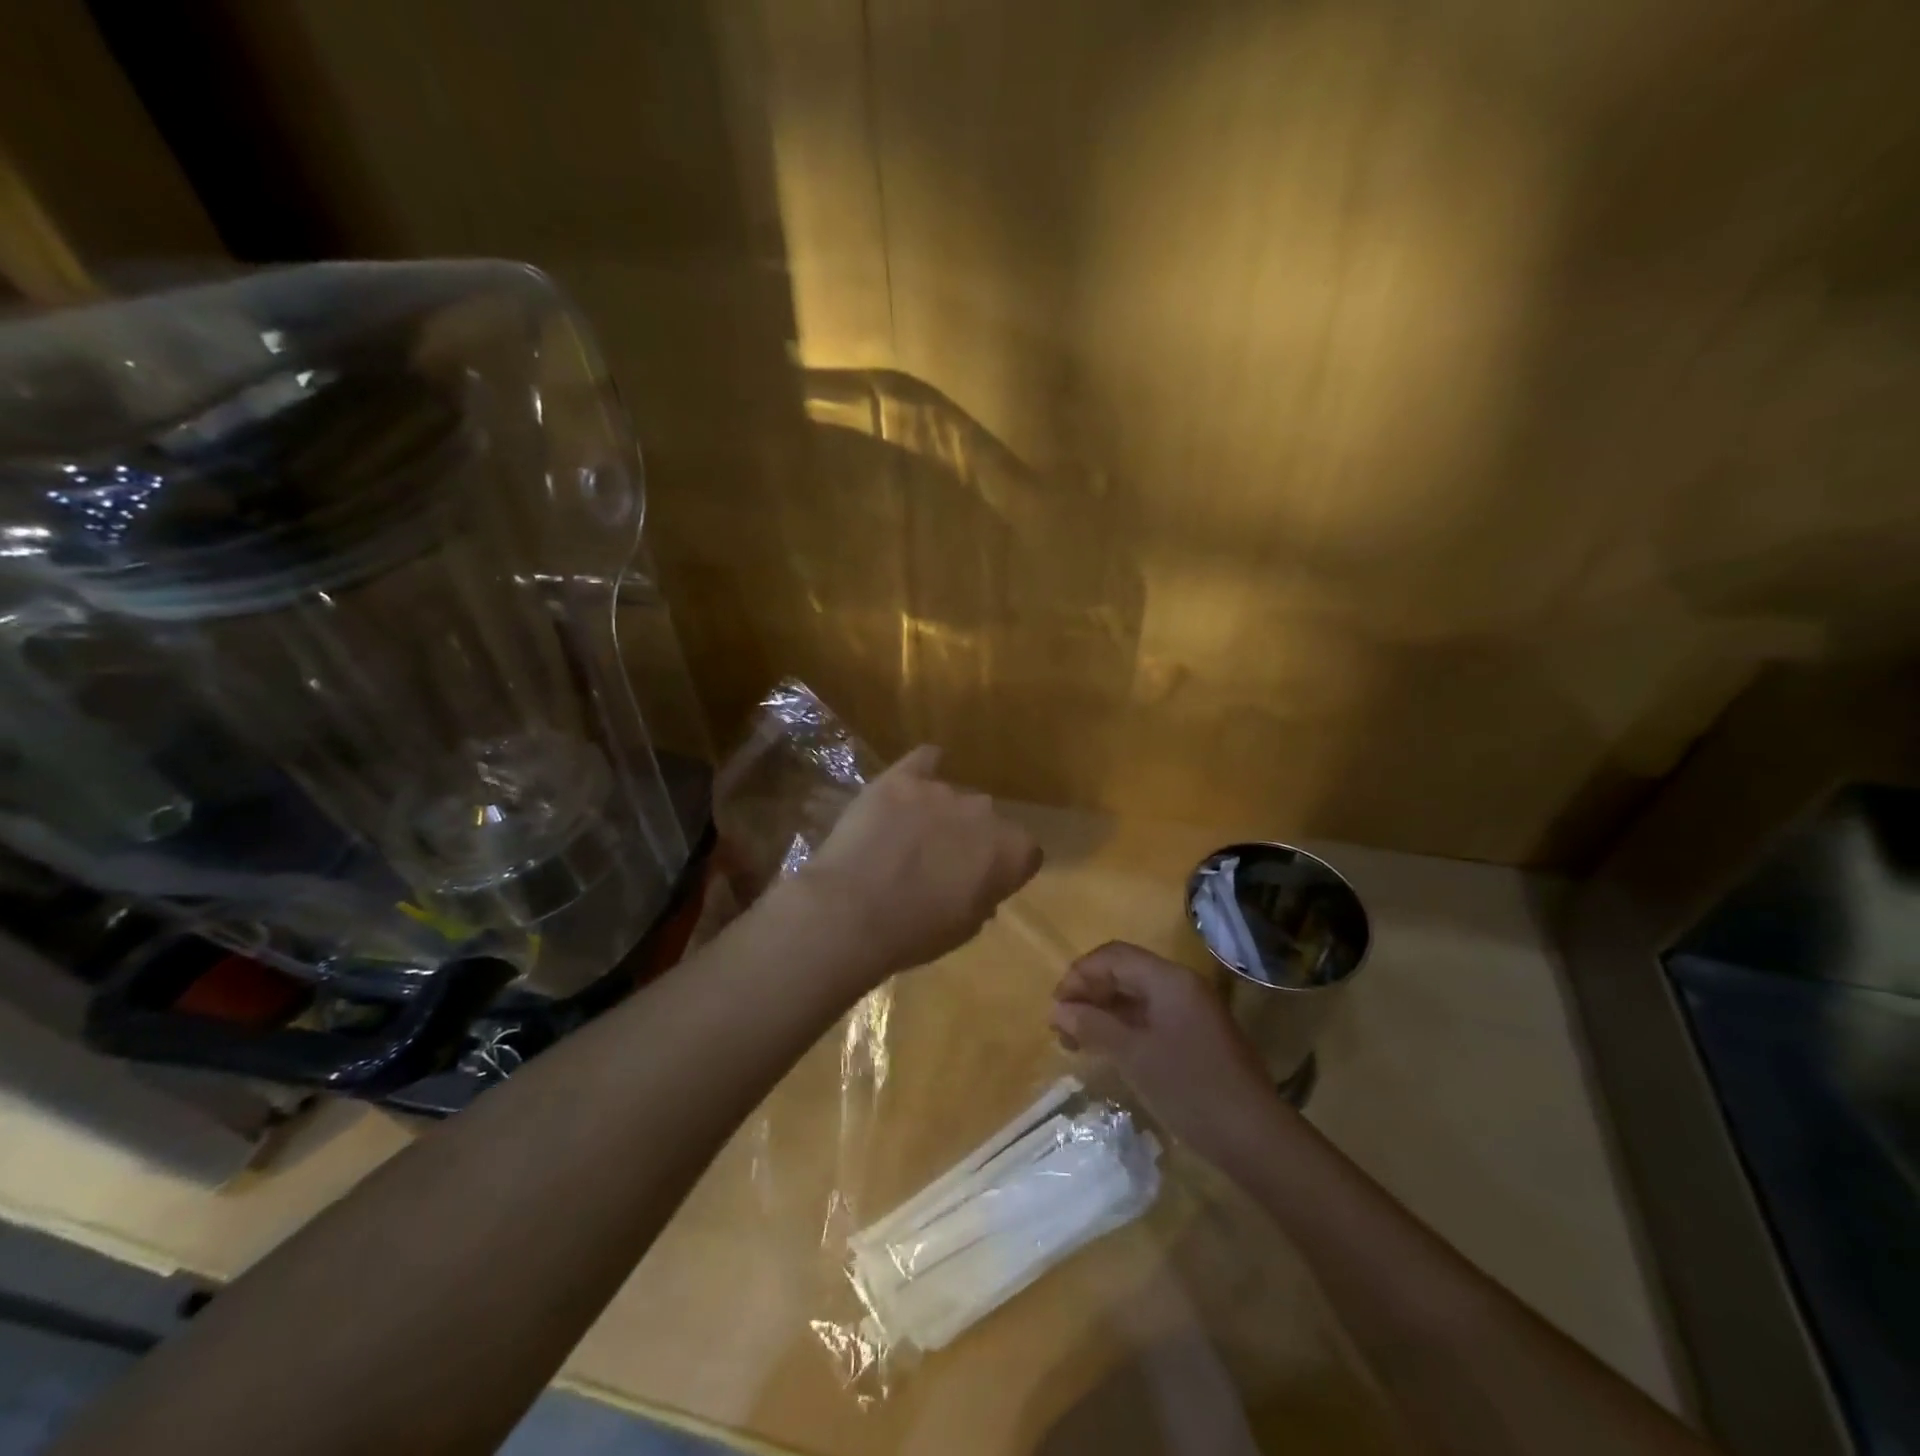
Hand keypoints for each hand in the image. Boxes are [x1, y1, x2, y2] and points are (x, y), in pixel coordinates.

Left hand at [787, 746, 1042, 983]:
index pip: (1025, 850)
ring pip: (951, 797)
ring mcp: (941, 790)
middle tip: (941, 864)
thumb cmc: (914, 933)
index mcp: (1009, 851)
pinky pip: (924, 760)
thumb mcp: (964, 930)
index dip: (1005, 866)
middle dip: (970, 838)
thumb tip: (980, 887)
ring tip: (906, 840)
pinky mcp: (901, 778)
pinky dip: (922, 770)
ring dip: (938, 815)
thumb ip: (983, 899)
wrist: (851, 912)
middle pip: (986, 820)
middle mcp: (984, 811)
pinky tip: (910, 784)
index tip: (985, 882)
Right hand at [1051, 942, 1280, 1162]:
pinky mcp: (1196, 1034)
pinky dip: (1124, 1026)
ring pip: (1136, 995)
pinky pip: (1151, 1015)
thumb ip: (1093, 1025)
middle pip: (1124, 971)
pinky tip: (1108, 1049)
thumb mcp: (1134, 1056)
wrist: (1255, 1138)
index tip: (1056, 1008)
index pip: (1113, 956)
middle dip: (1089, 992)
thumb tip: (1057, 1009)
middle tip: (1062, 1026)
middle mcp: (1181, 985)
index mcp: (1169, 979)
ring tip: (1077, 1040)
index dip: (1079, 975)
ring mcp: (1192, 1010)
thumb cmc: (1190, 1089)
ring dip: (1104, 1011)